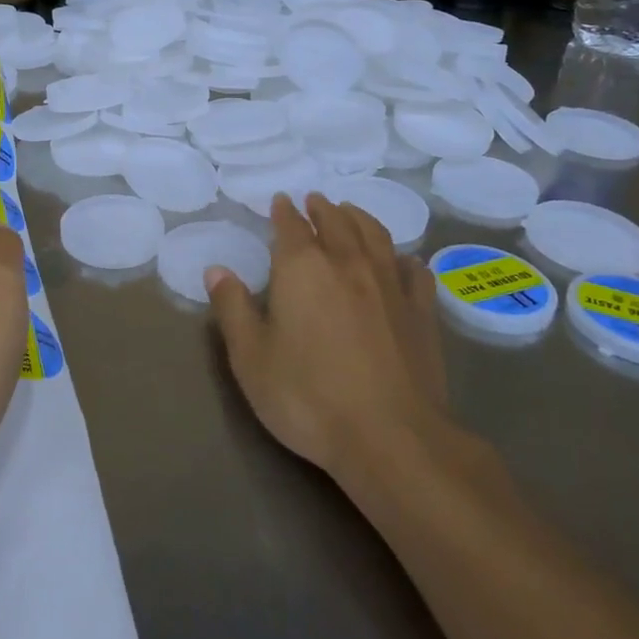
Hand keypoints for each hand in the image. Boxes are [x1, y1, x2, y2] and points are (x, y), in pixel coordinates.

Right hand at [205, 193, 464, 487]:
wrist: (392, 438)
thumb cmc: (308, 398)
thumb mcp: (251, 358)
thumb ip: (232, 309)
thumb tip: (216, 270)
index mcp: (302, 268)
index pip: (291, 226)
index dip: (284, 211)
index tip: (281, 201)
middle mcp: (347, 263)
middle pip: (336, 221)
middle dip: (322, 208)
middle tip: (315, 200)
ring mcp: (390, 285)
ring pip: (375, 235)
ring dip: (360, 218)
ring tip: (351, 212)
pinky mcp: (422, 313)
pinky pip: (414, 271)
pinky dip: (403, 258)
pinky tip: (402, 261)